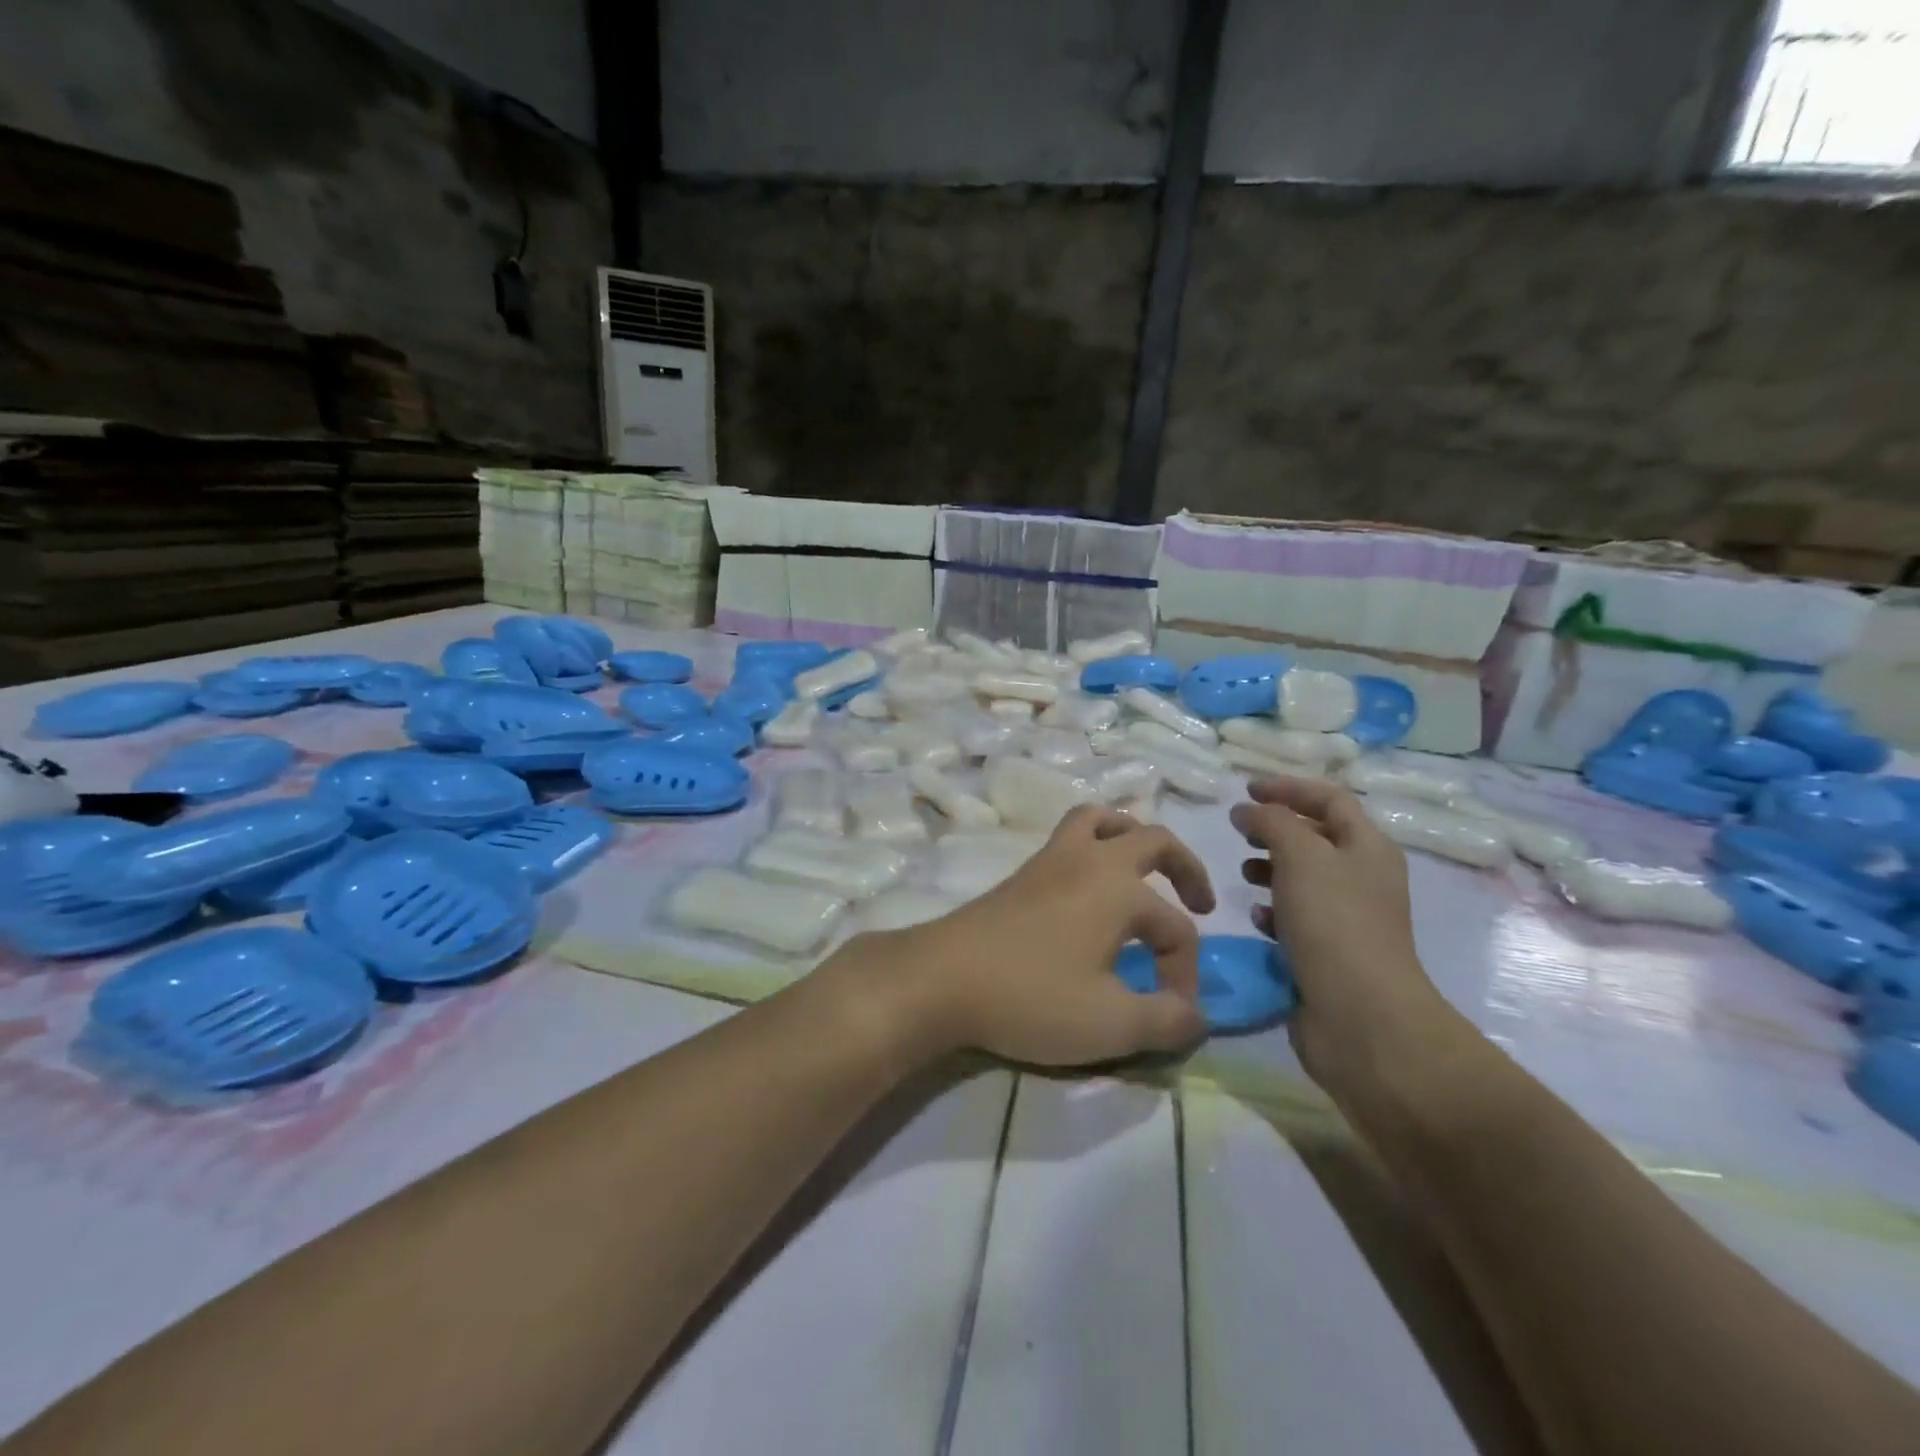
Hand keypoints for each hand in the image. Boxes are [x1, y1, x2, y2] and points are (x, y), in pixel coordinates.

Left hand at [873, 805, 1213, 1066]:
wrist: (942, 977)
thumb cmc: (1031, 997)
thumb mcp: (1110, 1024)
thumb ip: (1166, 1020)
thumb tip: (1198, 1016)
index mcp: (1119, 889)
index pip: (1175, 929)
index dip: (1185, 973)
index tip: (1171, 1015)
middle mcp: (1090, 860)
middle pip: (1153, 839)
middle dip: (1186, 868)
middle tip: (1200, 901)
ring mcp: (1051, 859)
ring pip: (1101, 820)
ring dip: (1132, 837)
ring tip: (1143, 872)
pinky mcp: (1023, 871)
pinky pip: (1069, 836)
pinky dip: (1093, 846)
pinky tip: (1089, 890)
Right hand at [1231, 777, 1449, 1092]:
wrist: (1360, 1016)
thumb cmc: (1333, 922)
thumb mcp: (1300, 855)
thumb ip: (1272, 822)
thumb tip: (1249, 810)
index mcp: (1368, 847)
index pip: (1330, 799)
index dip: (1289, 788)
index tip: (1246, 790)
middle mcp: (1363, 878)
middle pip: (1317, 838)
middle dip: (1277, 829)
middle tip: (1240, 830)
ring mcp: (1348, 918)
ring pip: (1304, 878)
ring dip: (1272, 869)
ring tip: (1243, 872)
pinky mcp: (1329, 952)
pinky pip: (1297, 917)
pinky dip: (1274, 910)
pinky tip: (1256, 916)